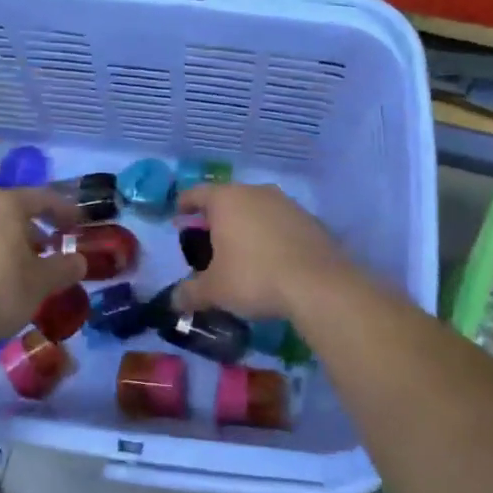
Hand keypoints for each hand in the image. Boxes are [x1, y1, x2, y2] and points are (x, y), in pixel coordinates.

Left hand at [0, 188, 87, 355]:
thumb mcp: (42, 283)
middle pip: (12, 211)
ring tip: (20, 269)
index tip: (78, 223)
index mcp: (5, 205)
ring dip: (7, 243)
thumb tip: (79, 261)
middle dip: (33, 229)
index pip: (43, 197)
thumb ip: (64, 267)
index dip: (64, 209)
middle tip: (49, 250)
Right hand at [171, 183, 352, 318]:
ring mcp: (287, 204)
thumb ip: (190, 293)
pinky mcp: (310, 220)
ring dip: (245, 225)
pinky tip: (270, 258)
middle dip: (216, 217)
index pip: (197, 193)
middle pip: (228, 199)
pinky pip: (280, 223)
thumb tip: (174, 301)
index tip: (178, 216)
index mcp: (226, 199)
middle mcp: (256, 192)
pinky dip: (270, 235)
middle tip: (207, 240)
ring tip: (239, 250)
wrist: (318, 285)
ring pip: (256, 209)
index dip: (184, 205)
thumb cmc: (254, 278)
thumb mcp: (214, 291)